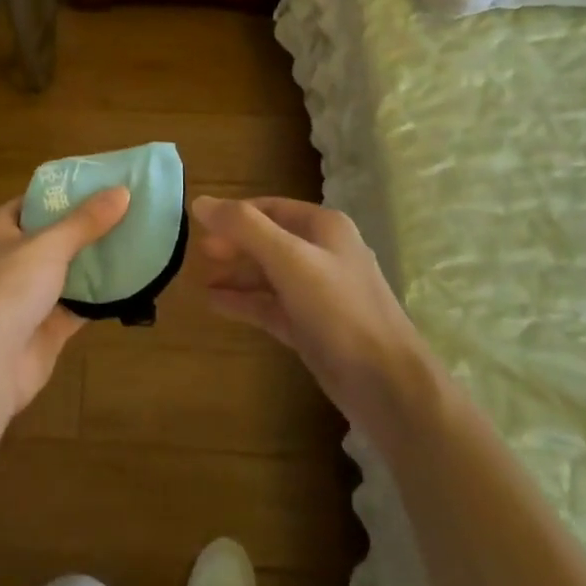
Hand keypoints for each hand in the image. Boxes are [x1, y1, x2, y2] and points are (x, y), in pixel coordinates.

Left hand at [0, 187, 130, 417]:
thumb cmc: (6, 288)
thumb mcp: (48, 245)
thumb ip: (86, 221)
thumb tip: (123, 191)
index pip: (32, 203)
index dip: (65, 194)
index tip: (103, 185)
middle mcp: (6, 261)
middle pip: (51, 238)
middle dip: (86, 229)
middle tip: (128, 212)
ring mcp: (23, 298)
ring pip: (65, 273)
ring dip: (95, 263)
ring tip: (136, 241)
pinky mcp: (42, 329)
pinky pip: (76, 306)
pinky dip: (99, 298)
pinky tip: (131, 283)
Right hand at [191, 196, 438, 442]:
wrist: (386, 384)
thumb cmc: (339, 309)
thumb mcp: (289, 259)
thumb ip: (244, 228)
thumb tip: (200, 201)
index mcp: (324, 228)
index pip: (270, 208)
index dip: (235, 214)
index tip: (199, 224)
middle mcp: (323, 254)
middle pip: (269, 240)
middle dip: (234, 245)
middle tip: (198, 254)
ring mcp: (318, 293)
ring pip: (269, 275)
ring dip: (236, 274)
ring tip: (201, 279)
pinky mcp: (311, 327)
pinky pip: (271, 306)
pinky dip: (245, 302)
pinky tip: (215, 303)